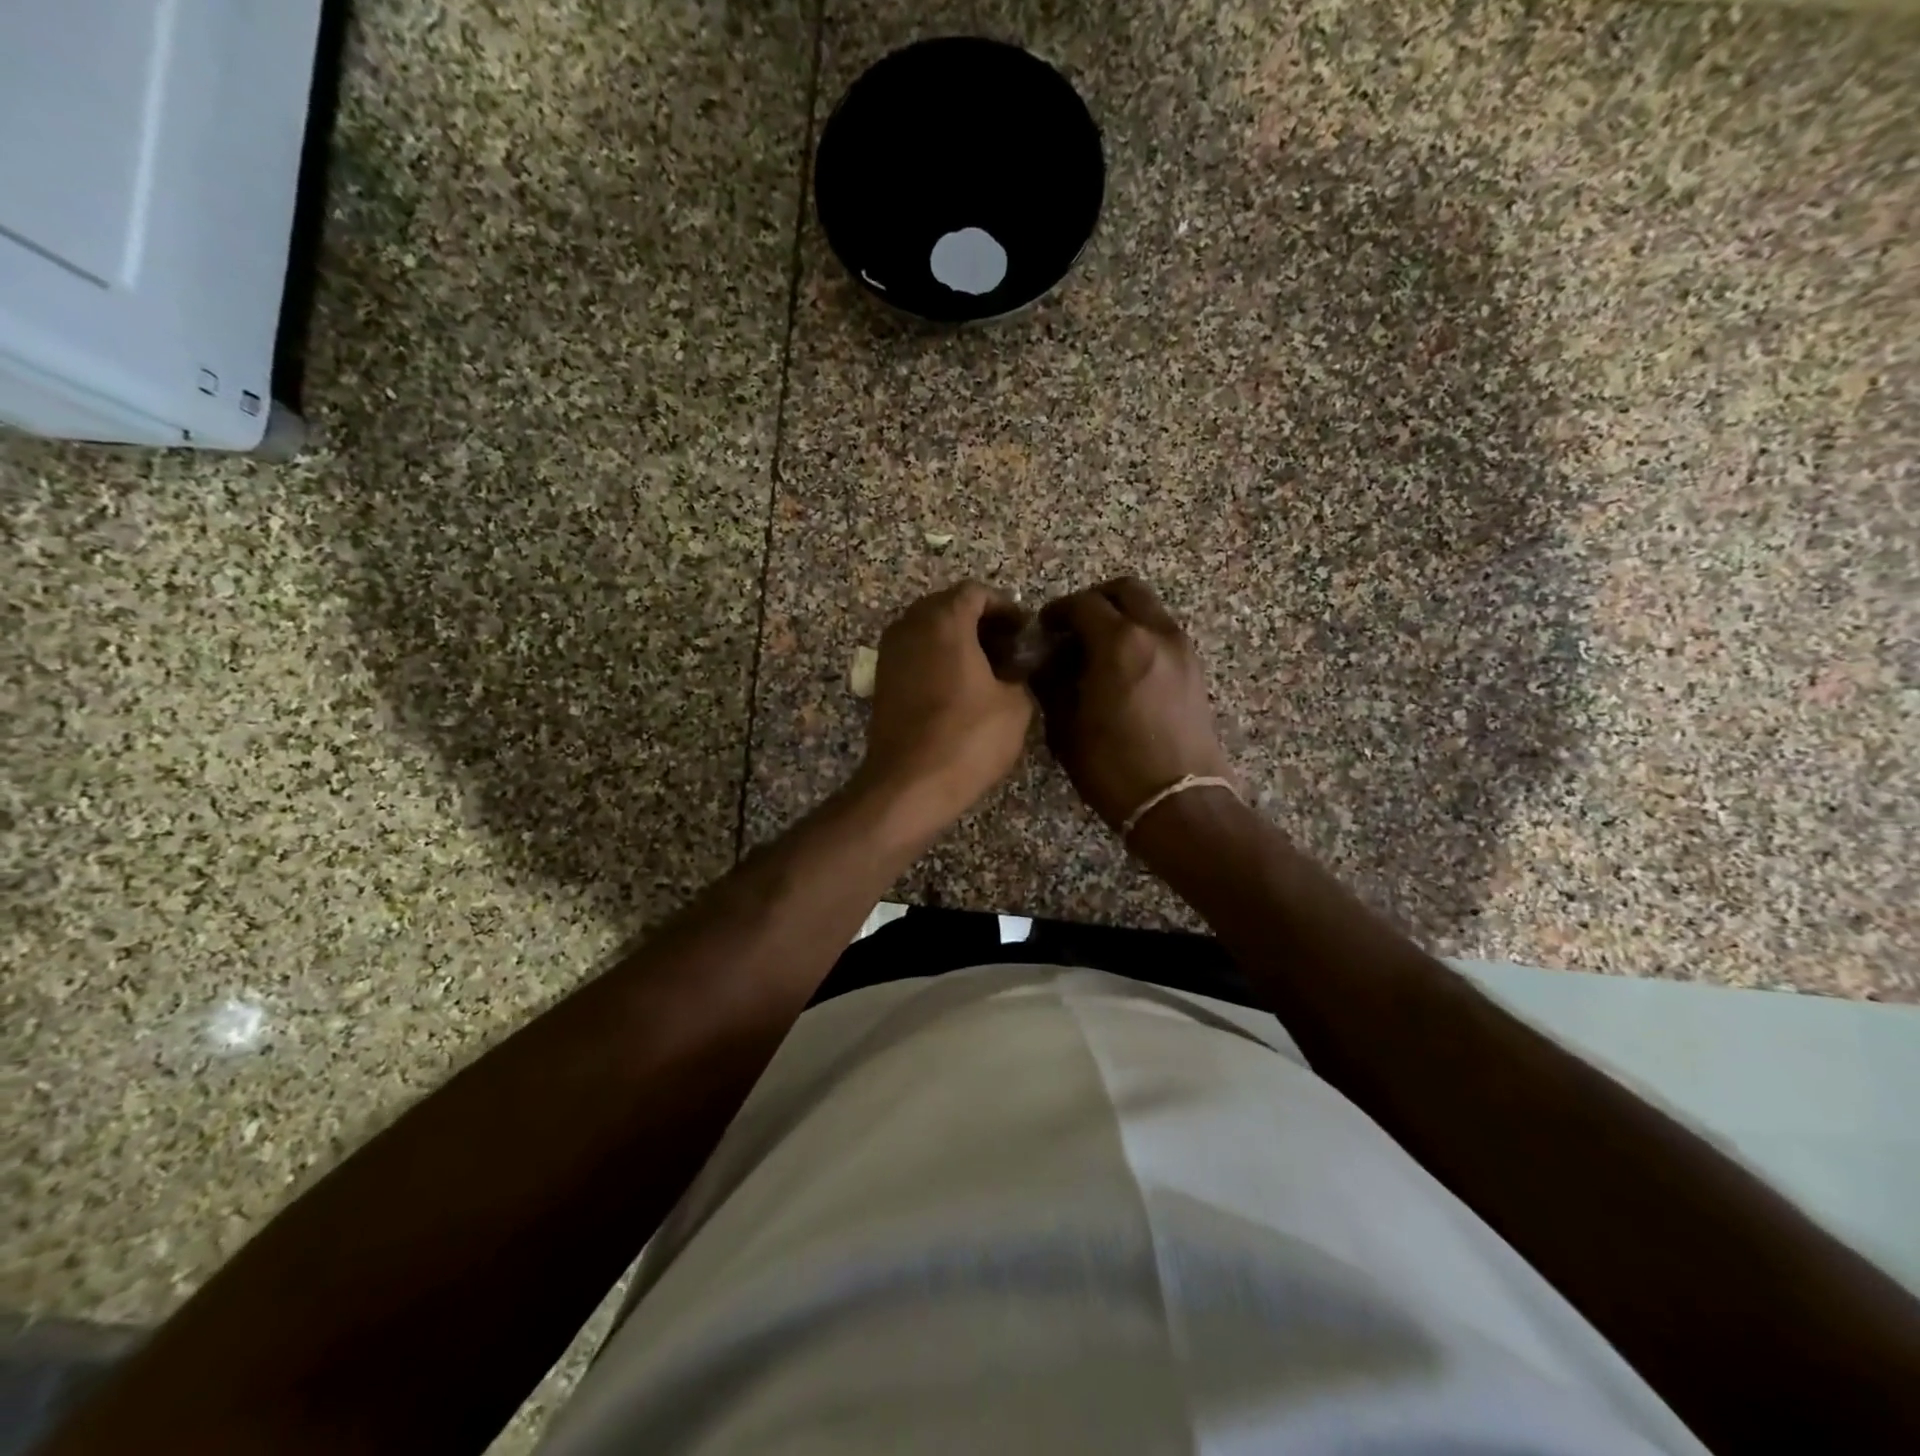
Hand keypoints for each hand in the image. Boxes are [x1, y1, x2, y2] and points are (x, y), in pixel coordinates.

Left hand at [855, 582, 1033, 835]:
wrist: (909, 784)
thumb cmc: (967, 738)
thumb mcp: (1016, 706)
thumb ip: (1021, 675)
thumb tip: (1014, 670)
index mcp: (944, 620)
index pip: (975, 592)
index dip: (1005, 607)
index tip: (1024, 631)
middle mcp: (910, 627)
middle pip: (948, 607)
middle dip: (980, 623)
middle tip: (1008, 650)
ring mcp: (890, 654)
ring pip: (928, 631)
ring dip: (958, 642)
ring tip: (987, 672)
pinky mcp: (882, 682)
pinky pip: (915, 655)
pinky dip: (938, 661)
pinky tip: (960, 691)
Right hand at [1032, 577, 1232, 830]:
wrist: (1179, 802)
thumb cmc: (1114, 767)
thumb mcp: (1067, 727)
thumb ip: (1054, 684)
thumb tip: (1049, 664)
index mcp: (1121, 642)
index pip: (1083, 604)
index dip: (1058, 612)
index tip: (1044, 629)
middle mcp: (1157, 633)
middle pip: (1126, 591)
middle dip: (1095, 601)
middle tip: (1073, 628)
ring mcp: (1183, 651)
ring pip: (1150, 610)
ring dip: (1122, 619)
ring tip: (1097, 652)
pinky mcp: (1196, 671)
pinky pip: (1163, 635)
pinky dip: (1141, 637)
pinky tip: (1123, 671)